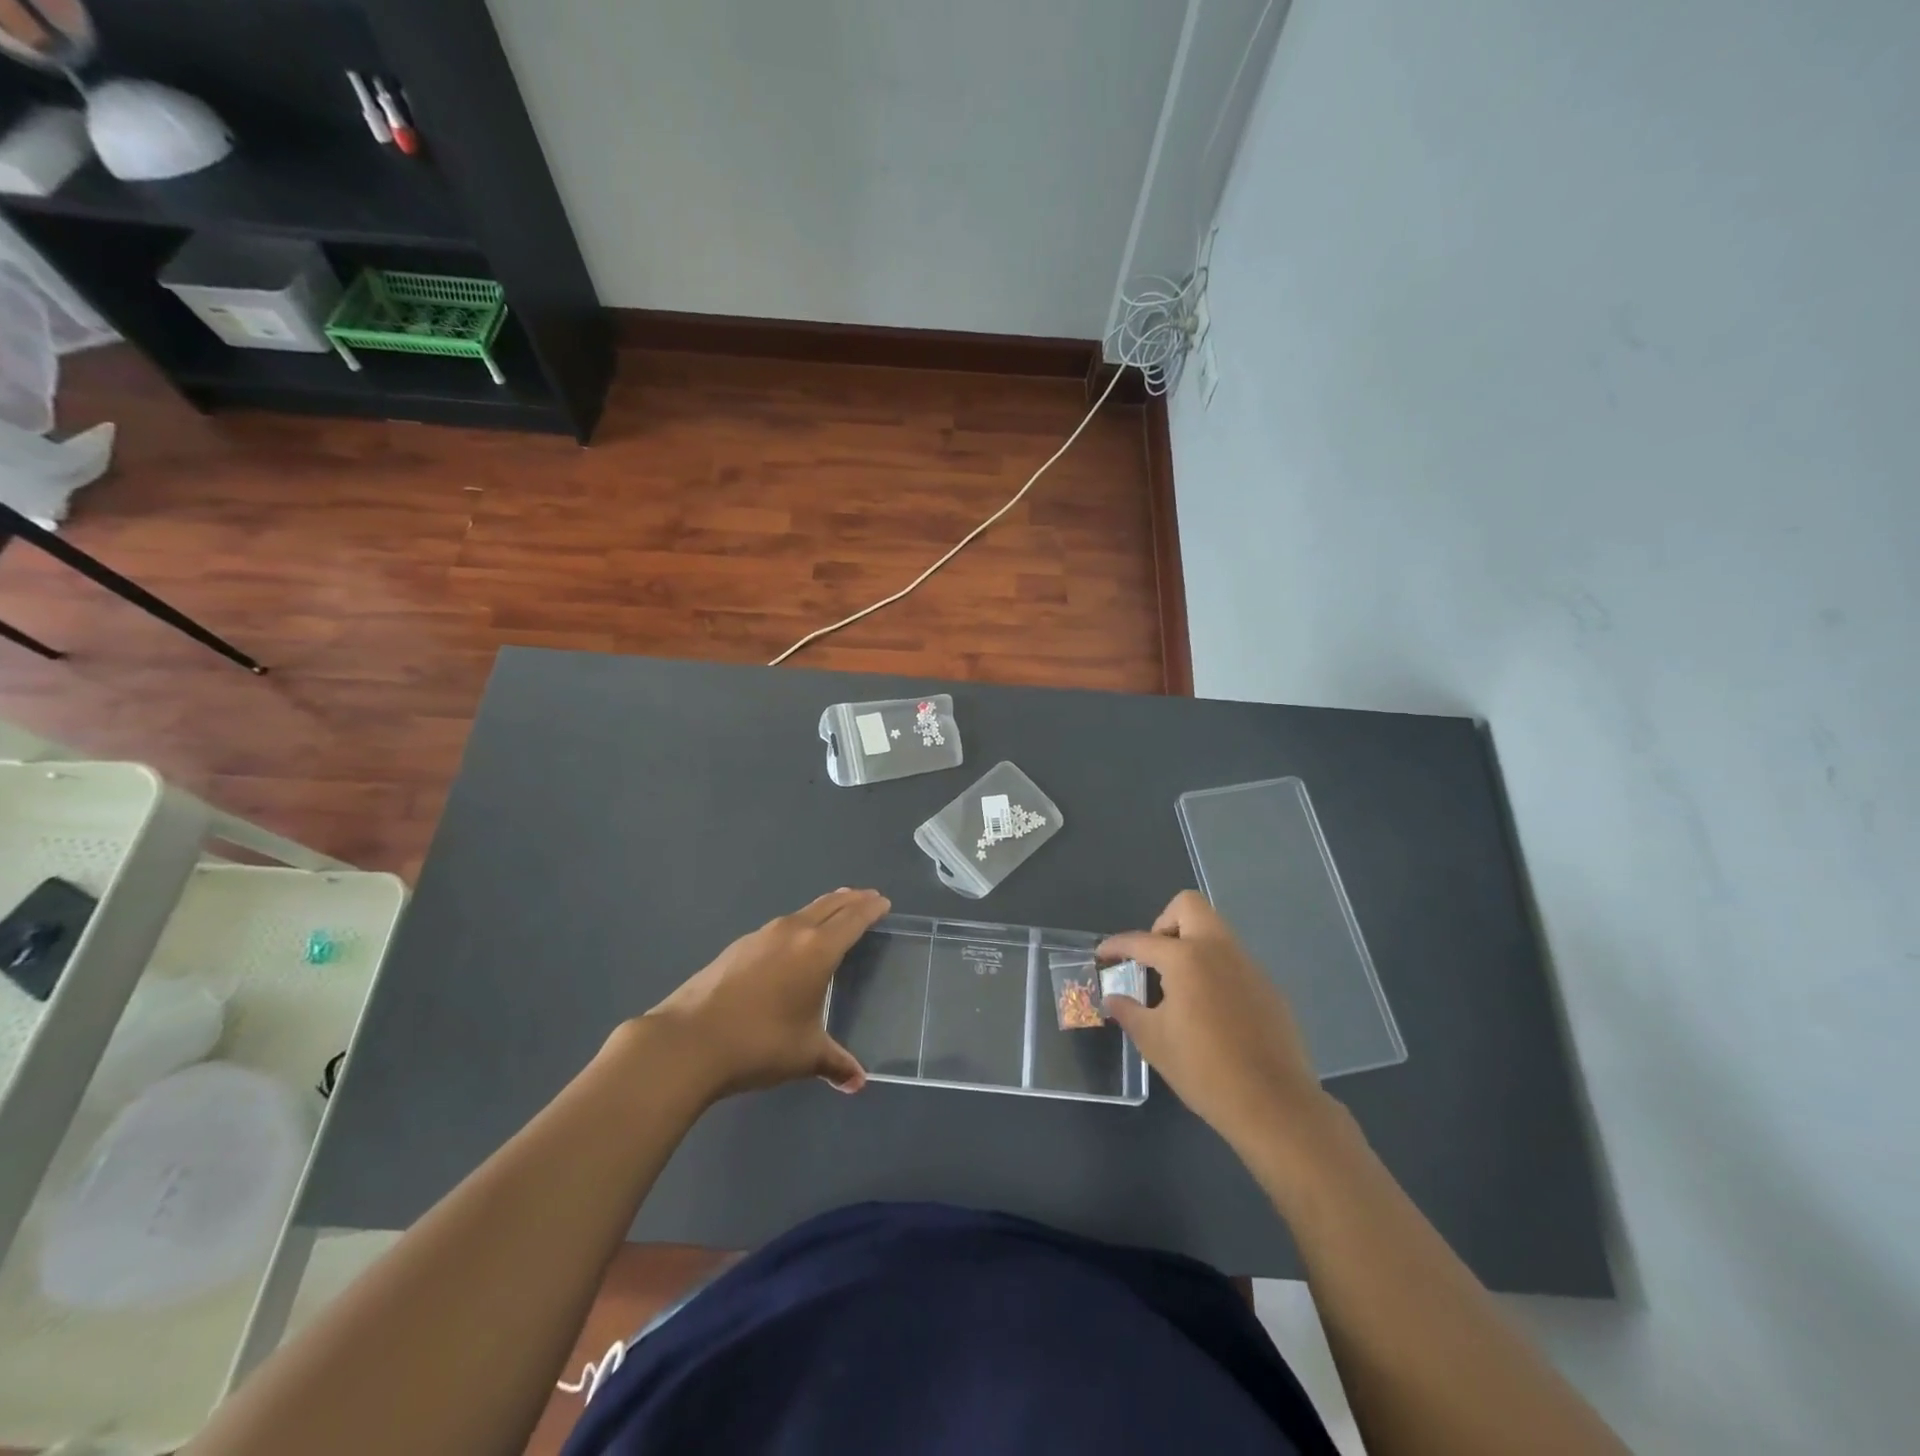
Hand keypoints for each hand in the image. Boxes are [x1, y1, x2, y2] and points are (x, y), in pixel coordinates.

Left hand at [643, 888, 889, 1100]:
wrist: (688, 1042)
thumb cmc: (759, 1043)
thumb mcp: (805, 1056)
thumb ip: (835, 1063)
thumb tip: (858, 1082)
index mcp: (817, 950)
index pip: (853, 919)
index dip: (871, 908)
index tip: (883, 902)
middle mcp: (792, 932)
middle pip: (829, 905)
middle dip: (851, 900)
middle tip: (867, 898)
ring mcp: (760, 936)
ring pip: (802, 913)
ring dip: (823, 909)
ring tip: (833, 914)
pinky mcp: (737, 948)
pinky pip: (779, 927)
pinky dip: (797, 926)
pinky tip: (790, 945)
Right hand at [1100, 891, 1331, 1151]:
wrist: (1273, 1104)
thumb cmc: (1203, 1069)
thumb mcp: (1154, 1041)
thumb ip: (1129, 1012)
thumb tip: (1113, 999)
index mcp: (1186, 958)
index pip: (1141, 940)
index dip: (1116, 946)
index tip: (1102, 955)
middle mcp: (1219, 950)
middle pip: (1189, 907)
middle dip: (1164, 923)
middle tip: (1153, 959)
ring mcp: (1249, 966)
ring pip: (1215, 932)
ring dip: (1192, 946)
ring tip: (1178, 987)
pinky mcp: (1268, 988)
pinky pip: (1234, 962)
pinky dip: (1214, 971)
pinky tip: (1210, 1010)